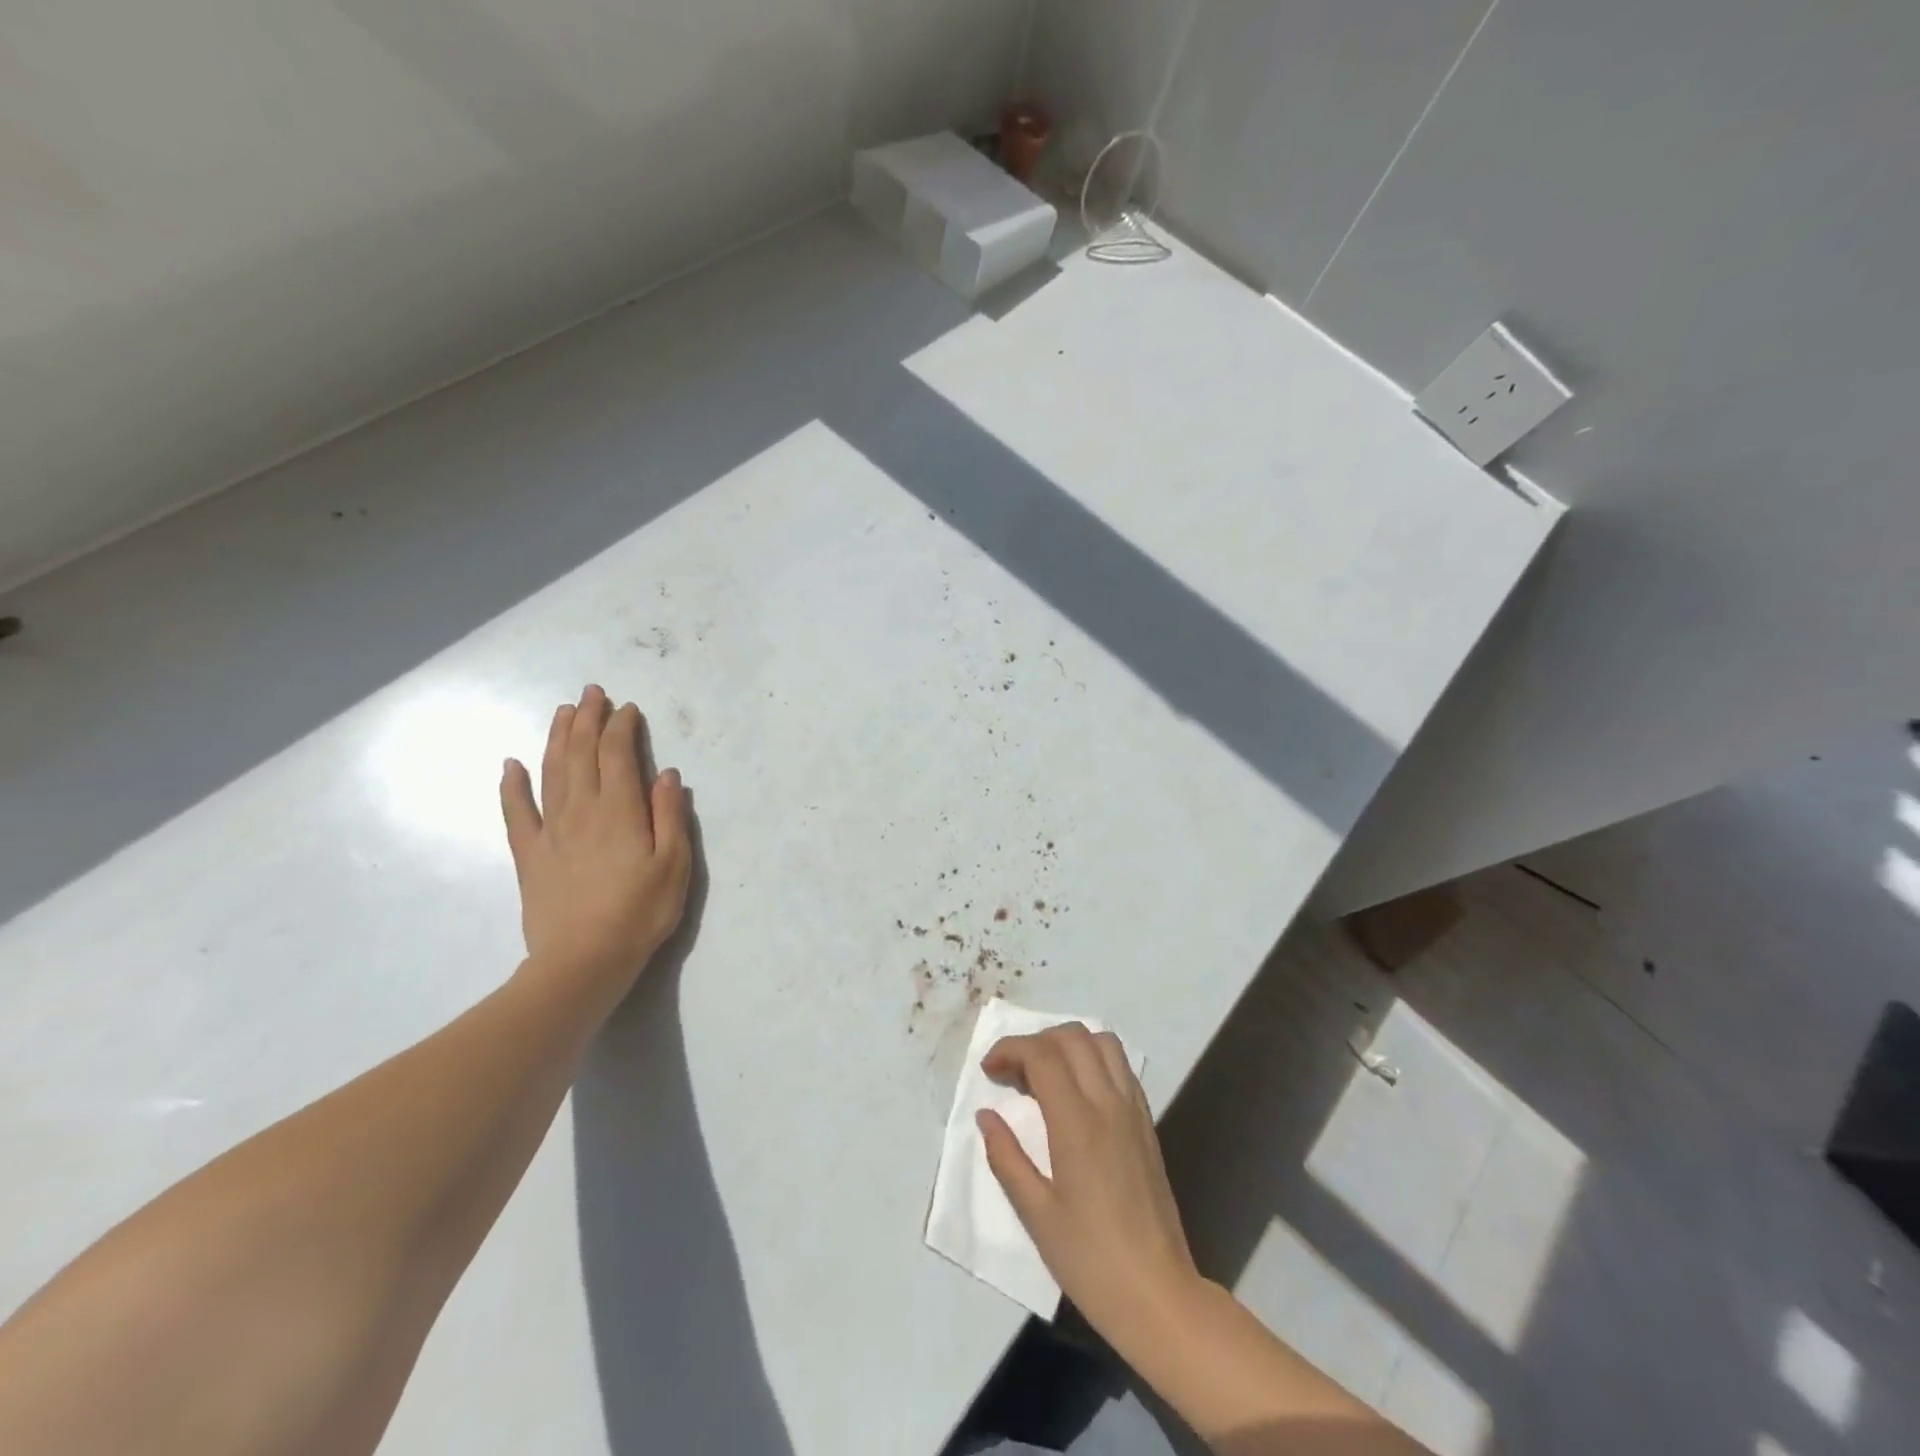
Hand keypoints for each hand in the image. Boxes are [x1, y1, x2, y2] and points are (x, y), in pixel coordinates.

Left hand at [499, 685, 690, 1003]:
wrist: (583, 960)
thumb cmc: (640, 912)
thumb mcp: (674, 865)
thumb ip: (670, 816)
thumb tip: (666, 773)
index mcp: (621, 810)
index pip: (617, 755)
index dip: (621, 727)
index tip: (627, 708)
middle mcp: (582, 810)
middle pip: (580, 754)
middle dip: (587, 719)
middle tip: (591, 693)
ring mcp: (551, 830)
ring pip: (551, 772)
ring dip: (556, 738)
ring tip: (562, 712)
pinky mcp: (530, 854)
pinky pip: (517, 812)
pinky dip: (512, 785)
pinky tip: (511, 765)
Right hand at [977, 1024, 1201, 1350]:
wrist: (1158, 1294)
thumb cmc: (1090, 1260)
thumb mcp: (1036, 1214)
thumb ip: (1007, 1157)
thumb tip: (986, 1115)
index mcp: (1077, 1124)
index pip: (1042, 1055)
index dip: (1010, 1049)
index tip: (989, 1070)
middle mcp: (1108, 1104)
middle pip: (1073, 1036)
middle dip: (1036, 1040)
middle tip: (1012, 1072)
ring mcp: (1133, 1110)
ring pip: (1103, 1042)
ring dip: (1069, 1043)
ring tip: (1045, 1072)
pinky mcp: (1147, 1122)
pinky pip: (1121, 1066)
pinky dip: (1094, 1058)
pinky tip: (1077, 1091)